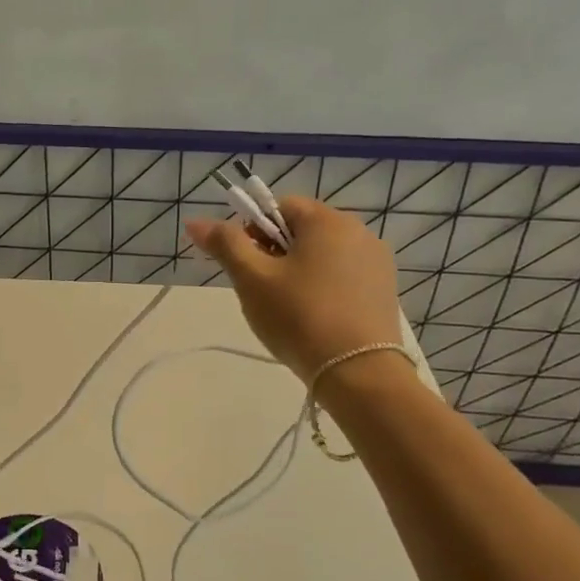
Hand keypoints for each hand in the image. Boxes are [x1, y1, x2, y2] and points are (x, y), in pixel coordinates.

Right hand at [185, 196, 402, 379]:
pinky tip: (314, 317)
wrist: (358, 373)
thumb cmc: (299, 317)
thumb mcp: (252, 279)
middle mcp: (359, 231)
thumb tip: (195, 222)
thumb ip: (225, 244)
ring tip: (288, 308)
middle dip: (275, 253)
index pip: (279, 206)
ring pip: (322, 255)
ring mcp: (377, 262)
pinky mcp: (384, 290)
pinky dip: (323, 288)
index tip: (247, 265)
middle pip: (302, 229)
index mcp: (328, 220)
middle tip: (262, 290)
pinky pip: (343, 276)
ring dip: (298, 271)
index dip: (254, 231)